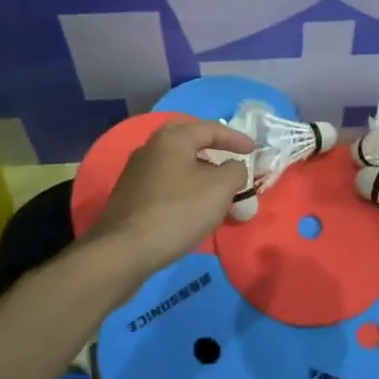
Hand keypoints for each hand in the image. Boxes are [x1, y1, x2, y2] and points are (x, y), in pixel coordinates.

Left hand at [84, 119, 255, 276]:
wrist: (125, 250)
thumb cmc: (177, 212)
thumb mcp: (219, 189)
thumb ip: (235, 171)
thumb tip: (234, 167)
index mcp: (172, 139)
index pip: (209, 128)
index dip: (235, 138)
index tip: (253, 150)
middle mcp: (150, 147)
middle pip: (186, 138)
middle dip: (210, 144)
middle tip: (227, 154)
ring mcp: (136, 171)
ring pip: (173, 160)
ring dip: (196, 166)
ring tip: (213, 182)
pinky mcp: (129, 195)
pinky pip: (164, 179)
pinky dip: (182, 183)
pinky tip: (190, 201)